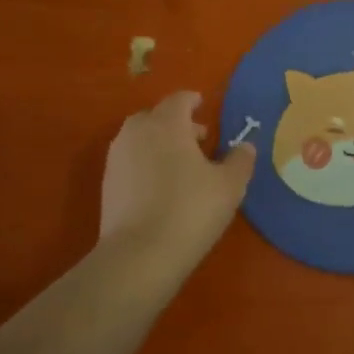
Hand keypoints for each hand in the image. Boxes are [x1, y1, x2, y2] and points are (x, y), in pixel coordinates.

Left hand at [100, 91, 255, 263]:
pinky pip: (131, 160)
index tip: (203, 105)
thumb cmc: (191, 210)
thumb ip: (240, 160)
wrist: (139, 254)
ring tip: (182, 165)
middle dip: (177, 123)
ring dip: (160, 143)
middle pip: (157, 116)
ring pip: (140, 138)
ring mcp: (117, 157)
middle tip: (199, 139)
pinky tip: (162, 186)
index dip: (193, 100)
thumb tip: (245, 145)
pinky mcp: (107, 183)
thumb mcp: (230, 185)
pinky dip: (146, 163)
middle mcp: (137, 132)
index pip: (179, 99)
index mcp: (167, 124)